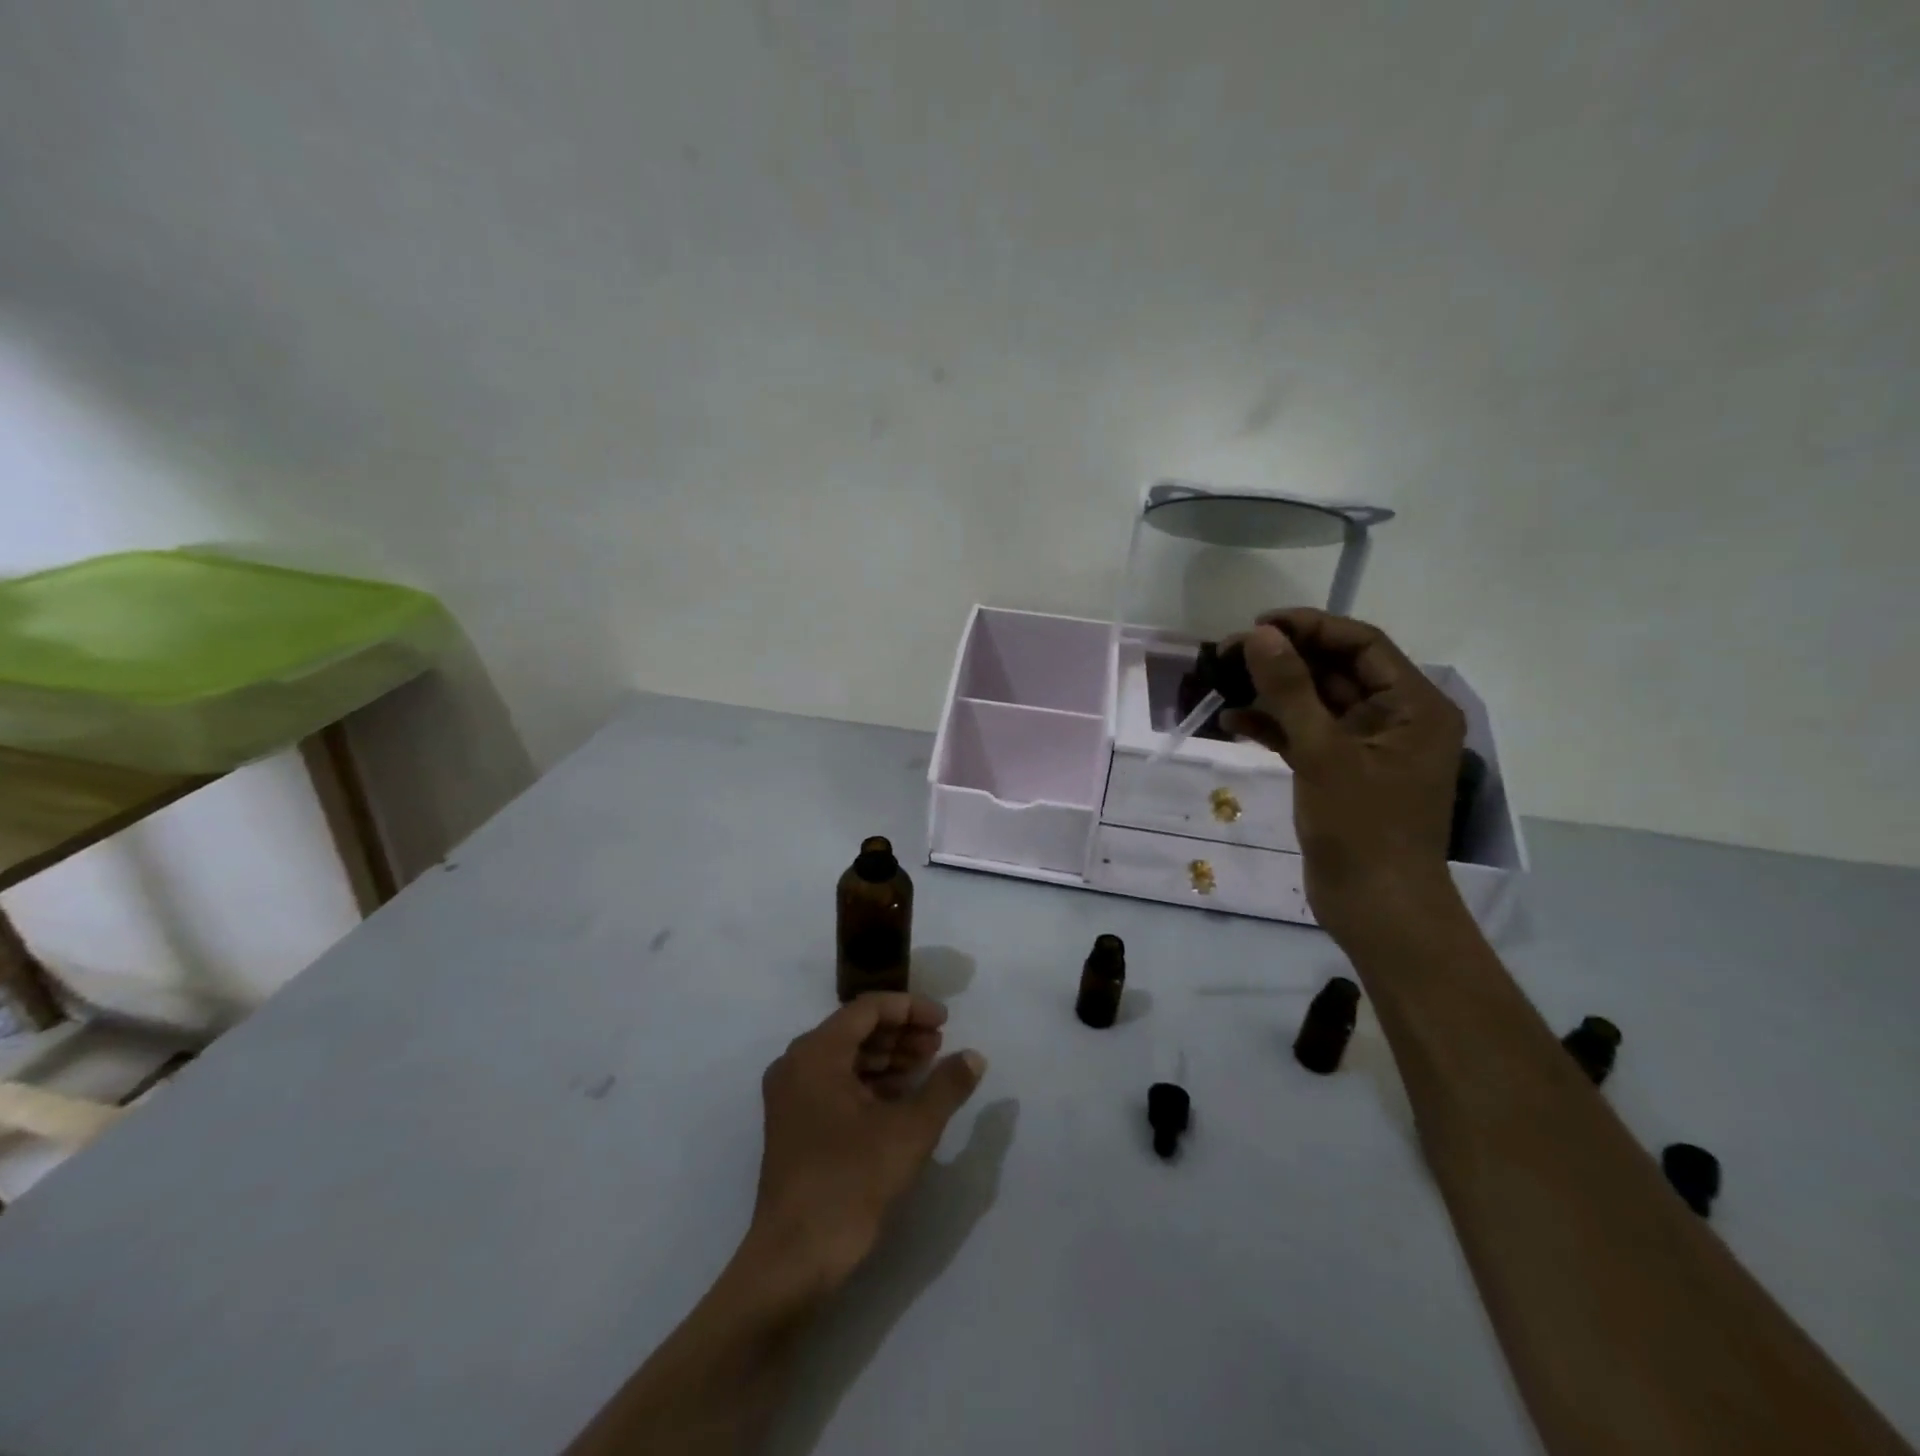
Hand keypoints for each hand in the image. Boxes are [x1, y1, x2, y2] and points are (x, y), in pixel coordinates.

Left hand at [747, 993, 985, 1300]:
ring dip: (888, 1058)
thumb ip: (945, 1086)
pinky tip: (902, 1098)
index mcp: (816, 1053)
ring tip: (927, 1068)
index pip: (868, 1009)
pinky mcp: (794, 1124)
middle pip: (855, 1029)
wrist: (794, 1261)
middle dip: (901, 1033)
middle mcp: (797, 1064)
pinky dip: (870, 1083)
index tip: (946, 1022)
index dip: (911, 1009)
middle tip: (940, 1046)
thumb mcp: (910, 1131)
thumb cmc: (850, 1183)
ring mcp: (791, 1096)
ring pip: (846, 1057)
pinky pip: (835, 1084)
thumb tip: (974, 1057)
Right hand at [1220, 609, 1465, 940]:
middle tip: (1226, 652)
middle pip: (1336, 670)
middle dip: (1282, 659)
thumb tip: (1259, 635)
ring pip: (1315, 702)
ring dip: (1272, 692)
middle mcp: (1395, 719)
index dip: (1309, 628)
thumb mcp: (1324, 753)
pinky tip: (1232, 722)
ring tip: (1221, 681)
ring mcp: (1366, 748)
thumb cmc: (1363, 828)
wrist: (1376, 908)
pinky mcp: (1341, 773)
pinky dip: (1273, 726)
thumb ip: (1290, 690)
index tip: (1256, 625)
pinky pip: (1305, 735)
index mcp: (1414, 706)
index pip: (1361, 644)